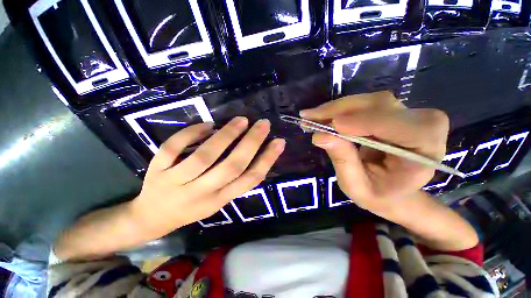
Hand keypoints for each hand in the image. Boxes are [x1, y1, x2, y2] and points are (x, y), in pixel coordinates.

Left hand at [131, 117, 284, 237]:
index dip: (267, 160)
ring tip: (241, 120)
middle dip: (251, 142)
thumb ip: (235, 180)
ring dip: (226, 135)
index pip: (249, 180)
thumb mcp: (218, 200)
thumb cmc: (192, 207)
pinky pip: (173, 148)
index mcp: (219, 200)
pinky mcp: (157, 171)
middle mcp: (201, 193)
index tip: (279, 142)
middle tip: (263, 124)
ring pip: (205, 156)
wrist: (153, 217)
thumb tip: (255, 151)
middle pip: (231, 166)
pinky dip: (191, 133)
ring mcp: (176, 182)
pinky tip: (206, 125)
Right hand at [301, 91, 448, 212]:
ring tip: (311, 118)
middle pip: (379, 106)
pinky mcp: (391, 111)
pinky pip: (362, 104)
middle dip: (339, 111)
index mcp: (425, 151)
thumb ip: (342, 161)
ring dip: (335, 109)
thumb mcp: (357, 186)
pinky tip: (322, 117)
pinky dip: (339, 110)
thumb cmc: (380, 195)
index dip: (364, 122)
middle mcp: (422, 124)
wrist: (394, 191)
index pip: (400, 127)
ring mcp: (407, 114)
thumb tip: (319, 136)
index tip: (331, 126)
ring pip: (367, 101)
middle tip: (309, 118)